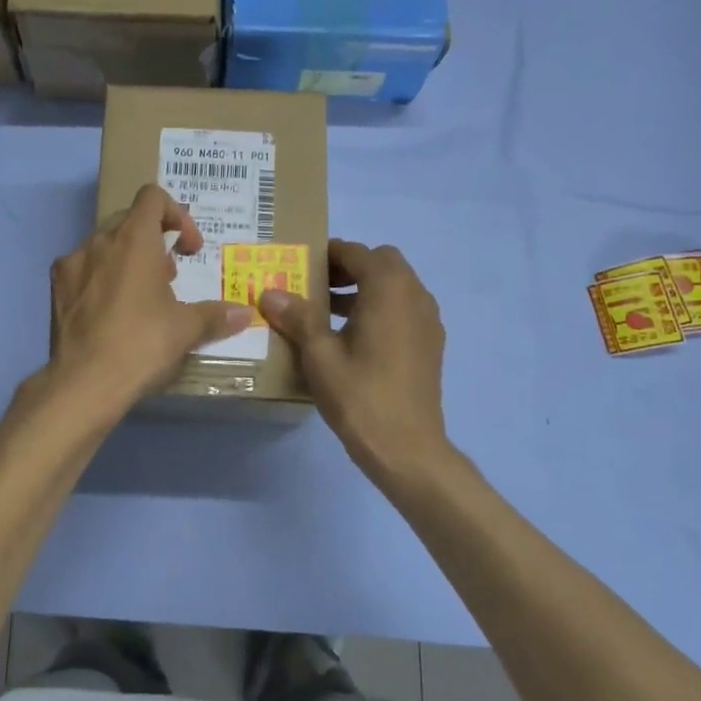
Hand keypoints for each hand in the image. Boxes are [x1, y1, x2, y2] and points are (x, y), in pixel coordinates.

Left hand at [48, 184, 253, 407]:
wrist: (85, 382)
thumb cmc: (142, 343)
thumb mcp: (186, 329)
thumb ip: (215, 315)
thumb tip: (245, 314)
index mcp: (134, 239)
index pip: (153, 197)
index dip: (177, 214)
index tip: (188, 249)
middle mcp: (99, 241)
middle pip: (129, 219)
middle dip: (153, 240)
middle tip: (168, 276)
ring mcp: (72, 263)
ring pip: (104, 245)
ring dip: (127, 259)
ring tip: (141, 296)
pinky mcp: (56, 288)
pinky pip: (83, 269)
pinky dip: (101, 278)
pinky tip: (111, 312)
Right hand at [260, 239, 451, 485]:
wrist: (407, 448)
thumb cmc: (360, 395)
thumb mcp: (319, 355)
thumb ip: (298, 317)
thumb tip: (270, 292)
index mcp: (389, 289)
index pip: (357, 253)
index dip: (329, 253)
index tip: (302, 263)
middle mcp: (415, 295)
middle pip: (382, 263)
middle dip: (349, 267)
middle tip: (316, 286)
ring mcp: (428, 320)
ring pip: (396, 286)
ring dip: (365, 288)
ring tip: (326, 311)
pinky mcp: (430, 344)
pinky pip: (404, 309)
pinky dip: (380, 308)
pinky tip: (353, 338)